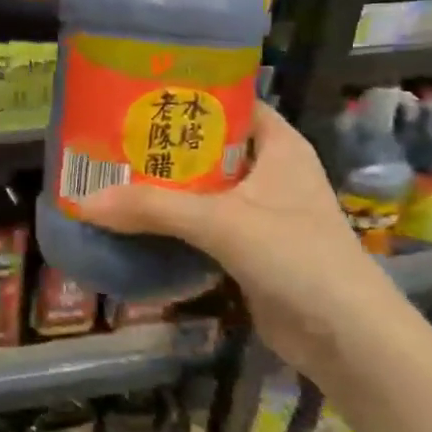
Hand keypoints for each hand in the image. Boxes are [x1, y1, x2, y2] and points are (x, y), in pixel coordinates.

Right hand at [76, 102, 403, 372]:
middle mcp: (271, 172)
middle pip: (209, 147)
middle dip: (164, 145)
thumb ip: (152, 209)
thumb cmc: (296, 257)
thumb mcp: (221, 222)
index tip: (139, 92)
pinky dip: (173, 224)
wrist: (347, 340)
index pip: (230, 103)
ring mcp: (261, 214)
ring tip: (111, 174)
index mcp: (279, 146)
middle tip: (111, 136)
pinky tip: (133, 222)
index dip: (189, 94)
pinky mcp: (249, 250)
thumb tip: (83, 201)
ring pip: (203, 189)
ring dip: (164, 188)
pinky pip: (203, 226)